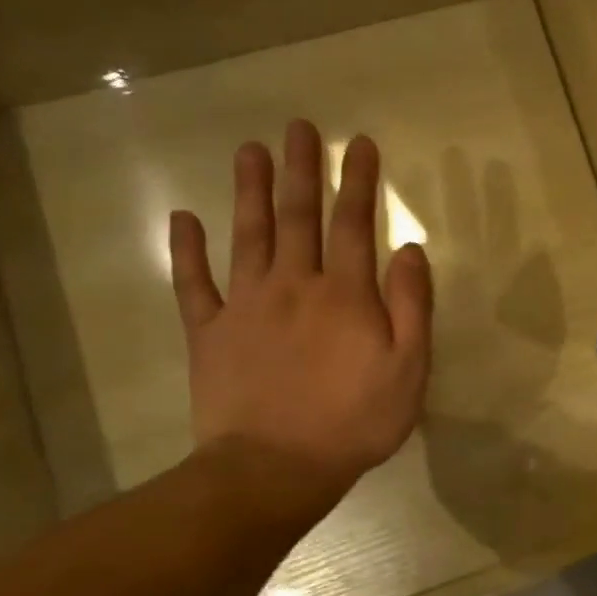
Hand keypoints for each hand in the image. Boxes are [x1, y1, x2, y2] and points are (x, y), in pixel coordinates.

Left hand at [169, 120, 432, 526]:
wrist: (275, 468)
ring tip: (249, 149)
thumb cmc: (355, 421)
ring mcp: (245, 306)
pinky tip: (183, 218)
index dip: (359, 182)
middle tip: (299, 127)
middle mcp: (294, 285)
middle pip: (297, 216)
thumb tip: (410, 249)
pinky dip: (187, 250)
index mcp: (345, 295)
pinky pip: (194, 283)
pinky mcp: (209, 333)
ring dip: (249, 190)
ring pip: (247, 235)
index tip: (360, 144)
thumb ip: (412, 306)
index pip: (355, 224)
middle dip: (301, 169)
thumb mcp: (409, 369)